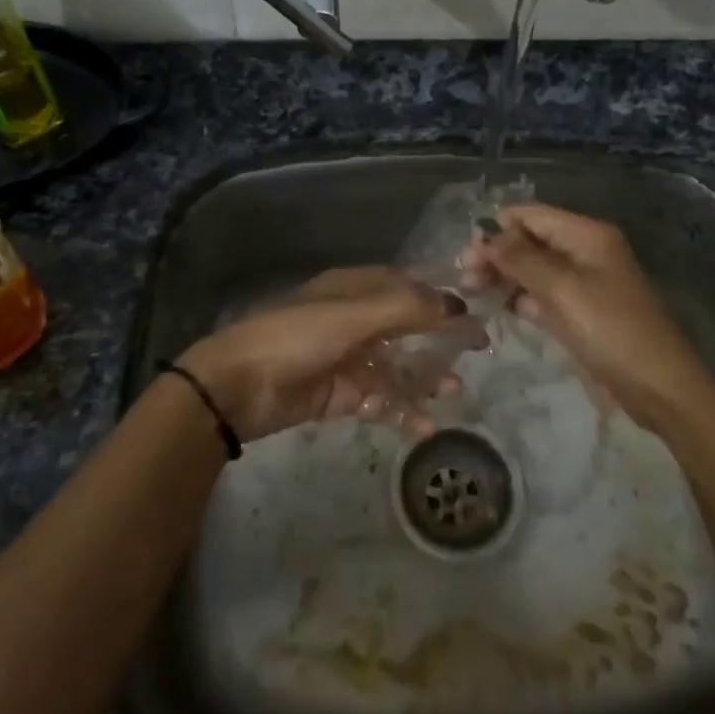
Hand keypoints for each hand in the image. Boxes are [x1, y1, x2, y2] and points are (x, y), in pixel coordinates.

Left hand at [176, 267, 482, 441]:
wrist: (237, 387)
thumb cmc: (296, 338)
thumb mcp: (354, 315)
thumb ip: (407, 309)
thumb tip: (458, 304)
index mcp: (354, 289)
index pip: (408, 287)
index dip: (442, 298)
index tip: (476, 313)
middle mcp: (353, 319)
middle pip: (407, 327)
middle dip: (440, 340)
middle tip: (477, 355)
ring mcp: (345, 358)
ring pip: (396, 366)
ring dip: (424, 379)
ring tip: (453, 394)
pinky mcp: (337, 394)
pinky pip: (378, 399)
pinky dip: (399, 410)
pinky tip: (421, 425)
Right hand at [463, 203, 709, 430]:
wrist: (657, 387)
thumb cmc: (611, 330)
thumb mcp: (562, 289)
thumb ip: (520, 258)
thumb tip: (486, 234)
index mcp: (585, 234)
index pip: (530, 215)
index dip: (497, 229)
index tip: (467, 257)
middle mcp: (582, 251)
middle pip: (529, 241)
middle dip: (496, 254)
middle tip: (465, 280)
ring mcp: (581, 283)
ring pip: (531, 269)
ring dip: (503, 277)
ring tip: (471, 294)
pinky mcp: (578, 312)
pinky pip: (541, 295)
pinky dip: (519, 299)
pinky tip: (497, 309)